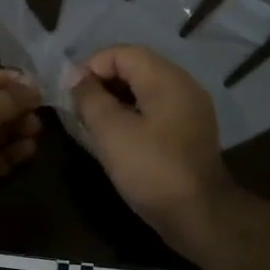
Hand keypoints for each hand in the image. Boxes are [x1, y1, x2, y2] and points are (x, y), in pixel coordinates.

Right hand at [70, 45, 236, 247]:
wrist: (200, 216)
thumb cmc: (151, 170)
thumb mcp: (111, 132)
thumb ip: (90, 98)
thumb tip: (77, 78)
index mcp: (166, 78)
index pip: (121, 52)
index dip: (91, 66)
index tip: (70, 93)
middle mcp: (182, 84)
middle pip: (135, 66)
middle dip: (102, 81)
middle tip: (78, 106)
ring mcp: (190, 108)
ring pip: (144, 88)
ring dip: (115, 97)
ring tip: (92, 121)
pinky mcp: (189, 130)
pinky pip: (155, 108)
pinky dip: (132, 112)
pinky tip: (116, 134)